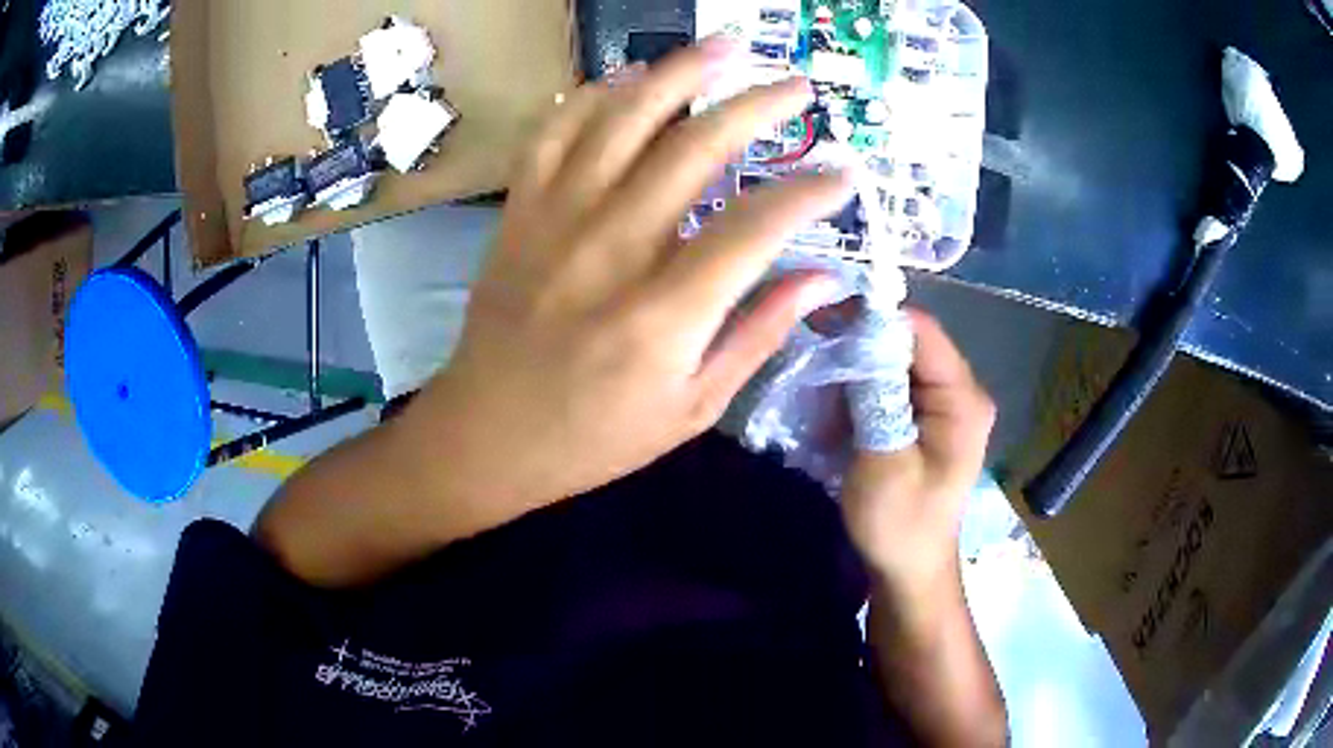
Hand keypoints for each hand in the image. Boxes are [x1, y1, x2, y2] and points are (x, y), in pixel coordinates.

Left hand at [412, 40, 854, 513]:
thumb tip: (825, 279)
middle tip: (797, 85)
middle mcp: (613, 249)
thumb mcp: (693, 408)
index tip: (845, 174)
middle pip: (696, 148)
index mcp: (666, 312)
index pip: (759, 226)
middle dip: (758, 106)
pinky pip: (553, 132)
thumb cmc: (595, 436)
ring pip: (623, 119)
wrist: (487, 435)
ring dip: (679, 73)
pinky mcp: (520, 213)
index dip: (811, 191)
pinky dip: (592, 95)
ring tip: (724, 47)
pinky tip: (627, 78)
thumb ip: (760, 334)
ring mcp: (557, 221)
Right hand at [841, 311, 994, 596]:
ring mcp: (943, 404)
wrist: (909, 569)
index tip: (822, 320)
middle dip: (859, 347)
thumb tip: (854, 335)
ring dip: (856, 373)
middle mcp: (959, 391)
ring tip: (822, 398)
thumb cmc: (899, 524)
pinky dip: (861, 392)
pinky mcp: (925, 418)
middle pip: (907, 342)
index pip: (920, 330)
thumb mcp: (883, 462)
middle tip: (813, 358)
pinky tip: (837, 413)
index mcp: (962, 399)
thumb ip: (874, 397)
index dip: (872, 318)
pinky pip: (891, 386)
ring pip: (894, 362)